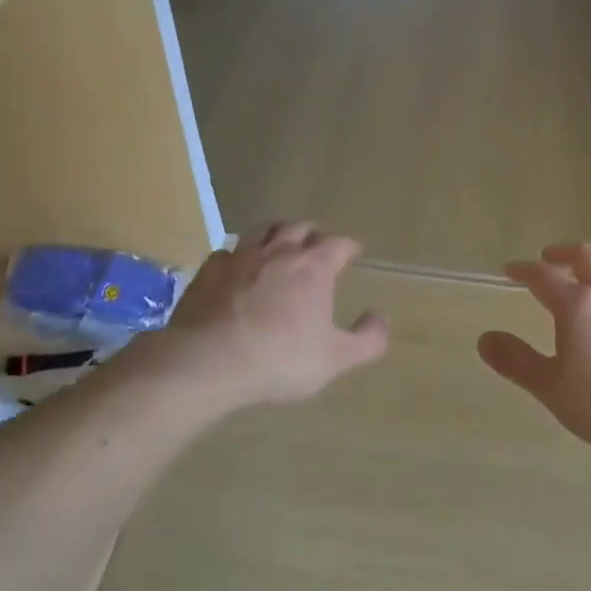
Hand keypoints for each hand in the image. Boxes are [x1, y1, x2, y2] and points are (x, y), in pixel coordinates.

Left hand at [161, 221, 390, 408]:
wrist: (208, 362)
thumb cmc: (280, 360)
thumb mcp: (336, 359)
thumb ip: (368, 340)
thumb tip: (382, 317)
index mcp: (313, 267)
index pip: (337, 243)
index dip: (348, 246)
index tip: (353, 252)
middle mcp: (278, 252)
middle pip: (298, 227)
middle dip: (312, 233)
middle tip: (317, 244)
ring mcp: (239, 258)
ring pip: (261, 230)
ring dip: (275, 233)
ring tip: (279, 243)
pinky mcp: (208, 272)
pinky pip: (226, 252)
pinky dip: (237, 256)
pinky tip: (236, 268)